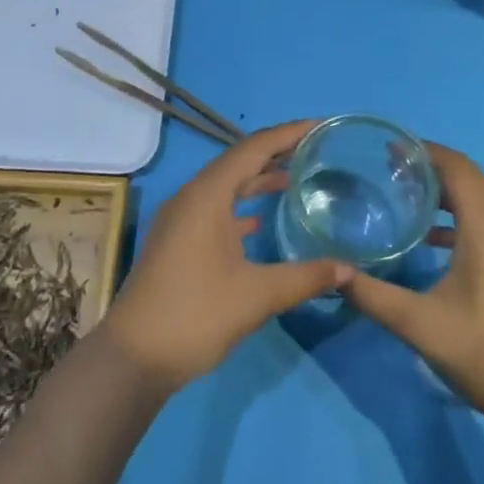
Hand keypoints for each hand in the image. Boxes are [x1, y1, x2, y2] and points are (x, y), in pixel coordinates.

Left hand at [99, 121, 352, 390]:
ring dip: (257, 180)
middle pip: (238, 162)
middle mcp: (191, 197)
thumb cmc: (195, 315)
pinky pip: (214, 209)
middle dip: (275, 153)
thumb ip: (305, 277)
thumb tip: (349, 268)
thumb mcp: (256, 295)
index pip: (253, 148)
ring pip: (225, 187)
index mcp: (207, 195)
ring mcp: (180, 220)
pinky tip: (259, 222)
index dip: (288, 133)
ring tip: (294, 179)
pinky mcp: (176, 241)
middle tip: (314, 150)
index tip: (320, 126)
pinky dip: (240, 207)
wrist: (134, 357)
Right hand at [341, 142, 483, 426]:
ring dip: (447, 191)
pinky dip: (459, 217)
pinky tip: (430, 240)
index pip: (458, 168)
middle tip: (390, 168)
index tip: (389, 149)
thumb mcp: (420, 325)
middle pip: (471, 178)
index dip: (425, 151)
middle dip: (432, 166)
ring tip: (406, 195)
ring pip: (482, 200)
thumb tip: (333, 272)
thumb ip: (373, 295)